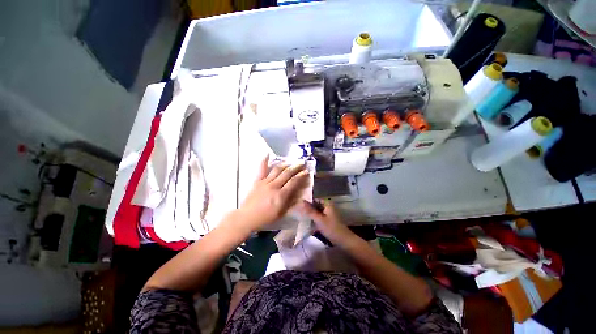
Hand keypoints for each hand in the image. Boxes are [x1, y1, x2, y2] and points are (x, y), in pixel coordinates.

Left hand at [238, 158, 310, 231]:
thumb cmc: (266, 217)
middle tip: (301, 163)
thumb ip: (291, 203)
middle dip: (295, 167)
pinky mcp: (257, 181)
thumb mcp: (281, 213)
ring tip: (291, 161)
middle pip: (286, 173)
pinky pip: (261, 169)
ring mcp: (265, 182)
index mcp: (280, 195)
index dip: (300, 176)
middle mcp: (274, 186)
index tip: (306, 171)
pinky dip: (264, 161)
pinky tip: (267, 154)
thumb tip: (300, 196)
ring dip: (285, 164)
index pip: (293, 182)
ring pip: (276, 170)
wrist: (247, 217)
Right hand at [298, 200, 355, 244]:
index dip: (308, 202)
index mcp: (327, 204)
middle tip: (299, 211)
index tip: (299, 205)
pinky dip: (315, 219)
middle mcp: (328, 207)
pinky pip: (320, 217)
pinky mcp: (328, 220)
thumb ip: (310, 210)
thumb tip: (301, 201)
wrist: (343, 240)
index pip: (315, 199)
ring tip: (302, 217)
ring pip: (317, 211)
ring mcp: (329, 214)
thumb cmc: (331, 228)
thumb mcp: (319, 219)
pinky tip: (309, 222)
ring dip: (311, 214)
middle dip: (309, 208)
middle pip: (316, 205)